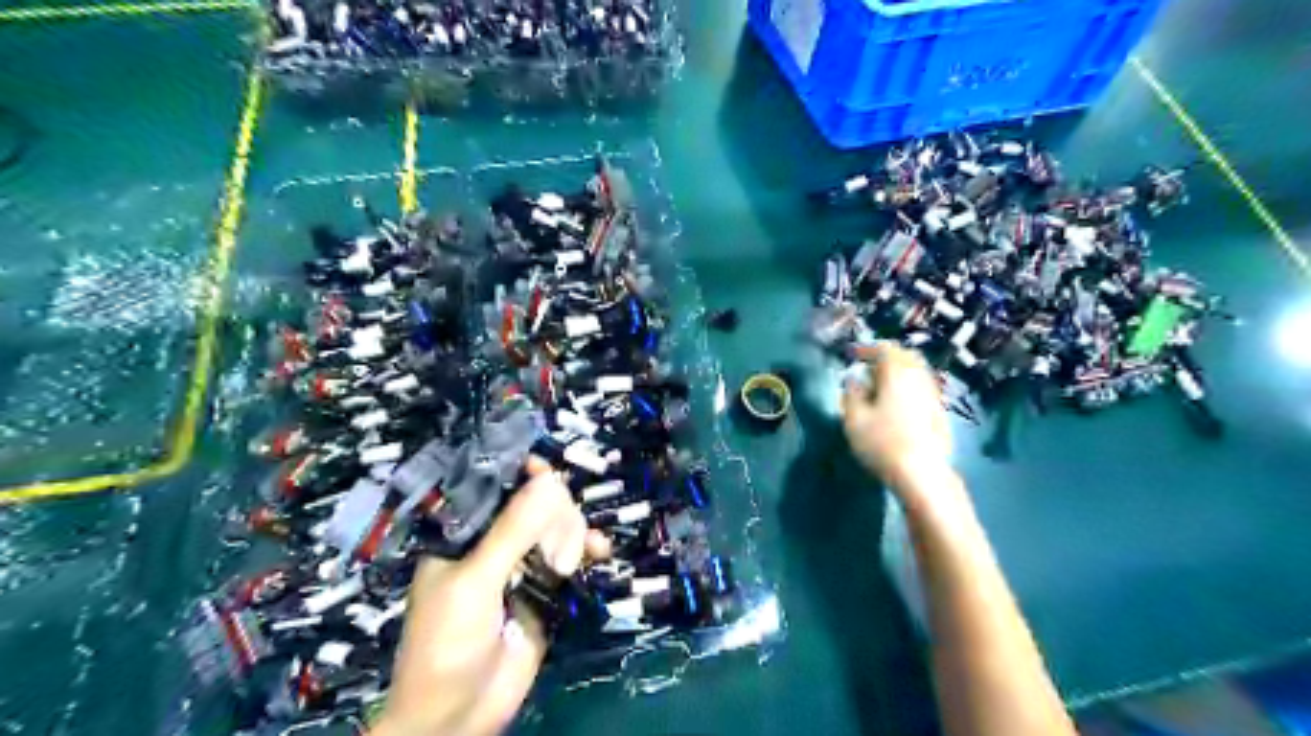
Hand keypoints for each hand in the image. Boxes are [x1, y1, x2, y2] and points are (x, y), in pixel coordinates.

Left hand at [374, 458, 607, 732]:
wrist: (456, 717)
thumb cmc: (446, 643)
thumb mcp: (475, 583)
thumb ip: (512, 532)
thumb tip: (549, 481)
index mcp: (463, 535)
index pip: (494, 487)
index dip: (521, 474)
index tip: (546, 471)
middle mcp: (493, 543)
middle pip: (535, 502)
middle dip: (553, 514)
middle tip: (554, 545)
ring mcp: (522, 565)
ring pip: (558, 526)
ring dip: (575, 531)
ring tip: (574, 557)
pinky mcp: (545, 589)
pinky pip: (572, 557)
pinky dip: (588, 550)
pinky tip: (600, 551)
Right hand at [840, 342, 952, 492]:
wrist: (922, 473)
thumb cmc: (882, 442)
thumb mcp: (854, 418)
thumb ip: (851, 393)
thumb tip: (854, 379)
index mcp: (897, 373)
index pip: (884, 348)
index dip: (867, 348)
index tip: (852, 355)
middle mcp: (919, 377)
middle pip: (906, 356)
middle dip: (887, 356)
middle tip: (868, 366)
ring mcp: (933, 394)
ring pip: (917, 371)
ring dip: (899, 371)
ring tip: (881, 384)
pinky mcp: (940, 412)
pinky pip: (923, 387)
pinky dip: (909, 386)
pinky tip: (898, 402)